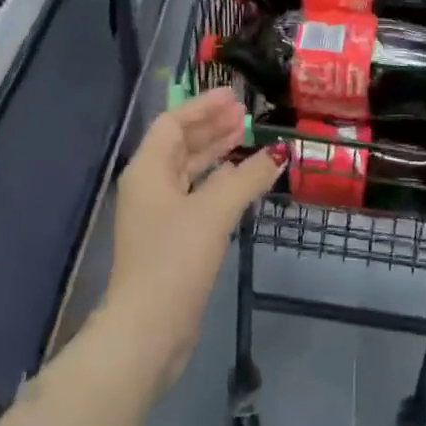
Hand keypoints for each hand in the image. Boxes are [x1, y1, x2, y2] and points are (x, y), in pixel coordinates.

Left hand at [103, 89, 283, 391]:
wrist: (147, 330)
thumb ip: (247, 177)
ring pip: (189, 171)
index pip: (173, 123)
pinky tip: (242, 181)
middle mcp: (149, 186)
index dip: (202, 106)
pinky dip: (218, 182)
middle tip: (245, 114)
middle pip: (180, 144)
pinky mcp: (171, 240)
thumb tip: (277, 154)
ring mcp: (158, 215)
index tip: (233, 95)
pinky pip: (196, 195)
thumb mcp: (214, 211)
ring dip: (216, 153)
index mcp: (148, 170)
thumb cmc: (175, 259)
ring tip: (247, 137)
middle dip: (211, 127)